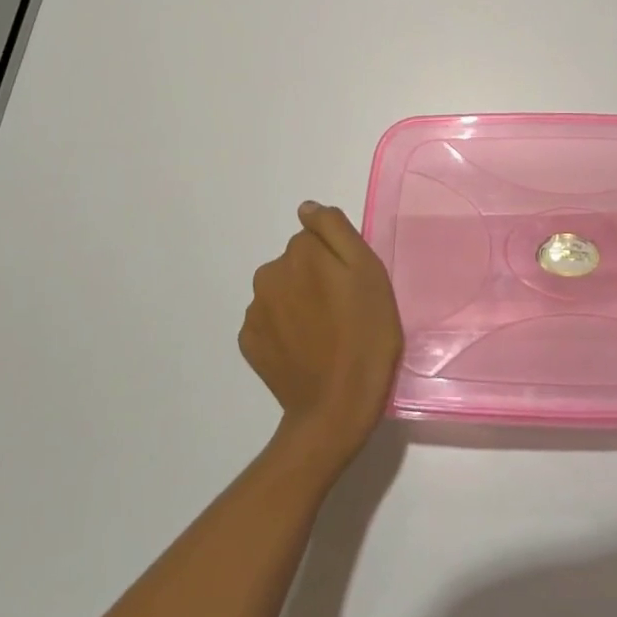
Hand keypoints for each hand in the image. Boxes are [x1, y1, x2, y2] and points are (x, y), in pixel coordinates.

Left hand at [240, 202, 402, 471]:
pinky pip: (270, 321)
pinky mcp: (249, 343)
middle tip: (344, 311)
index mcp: (299, 252)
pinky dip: (286, 329)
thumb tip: (306, 208)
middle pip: (296, 262)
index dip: (337, 258)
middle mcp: (268, 274)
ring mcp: (255, 311)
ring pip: (282, 291)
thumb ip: (334, 230)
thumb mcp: (367, 271)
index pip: (316, 237)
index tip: (352, 285)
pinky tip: (307, 350)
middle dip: (315, 277)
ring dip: (300, 303)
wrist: (337, 408)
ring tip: (327, 335)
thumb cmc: (365, 334)